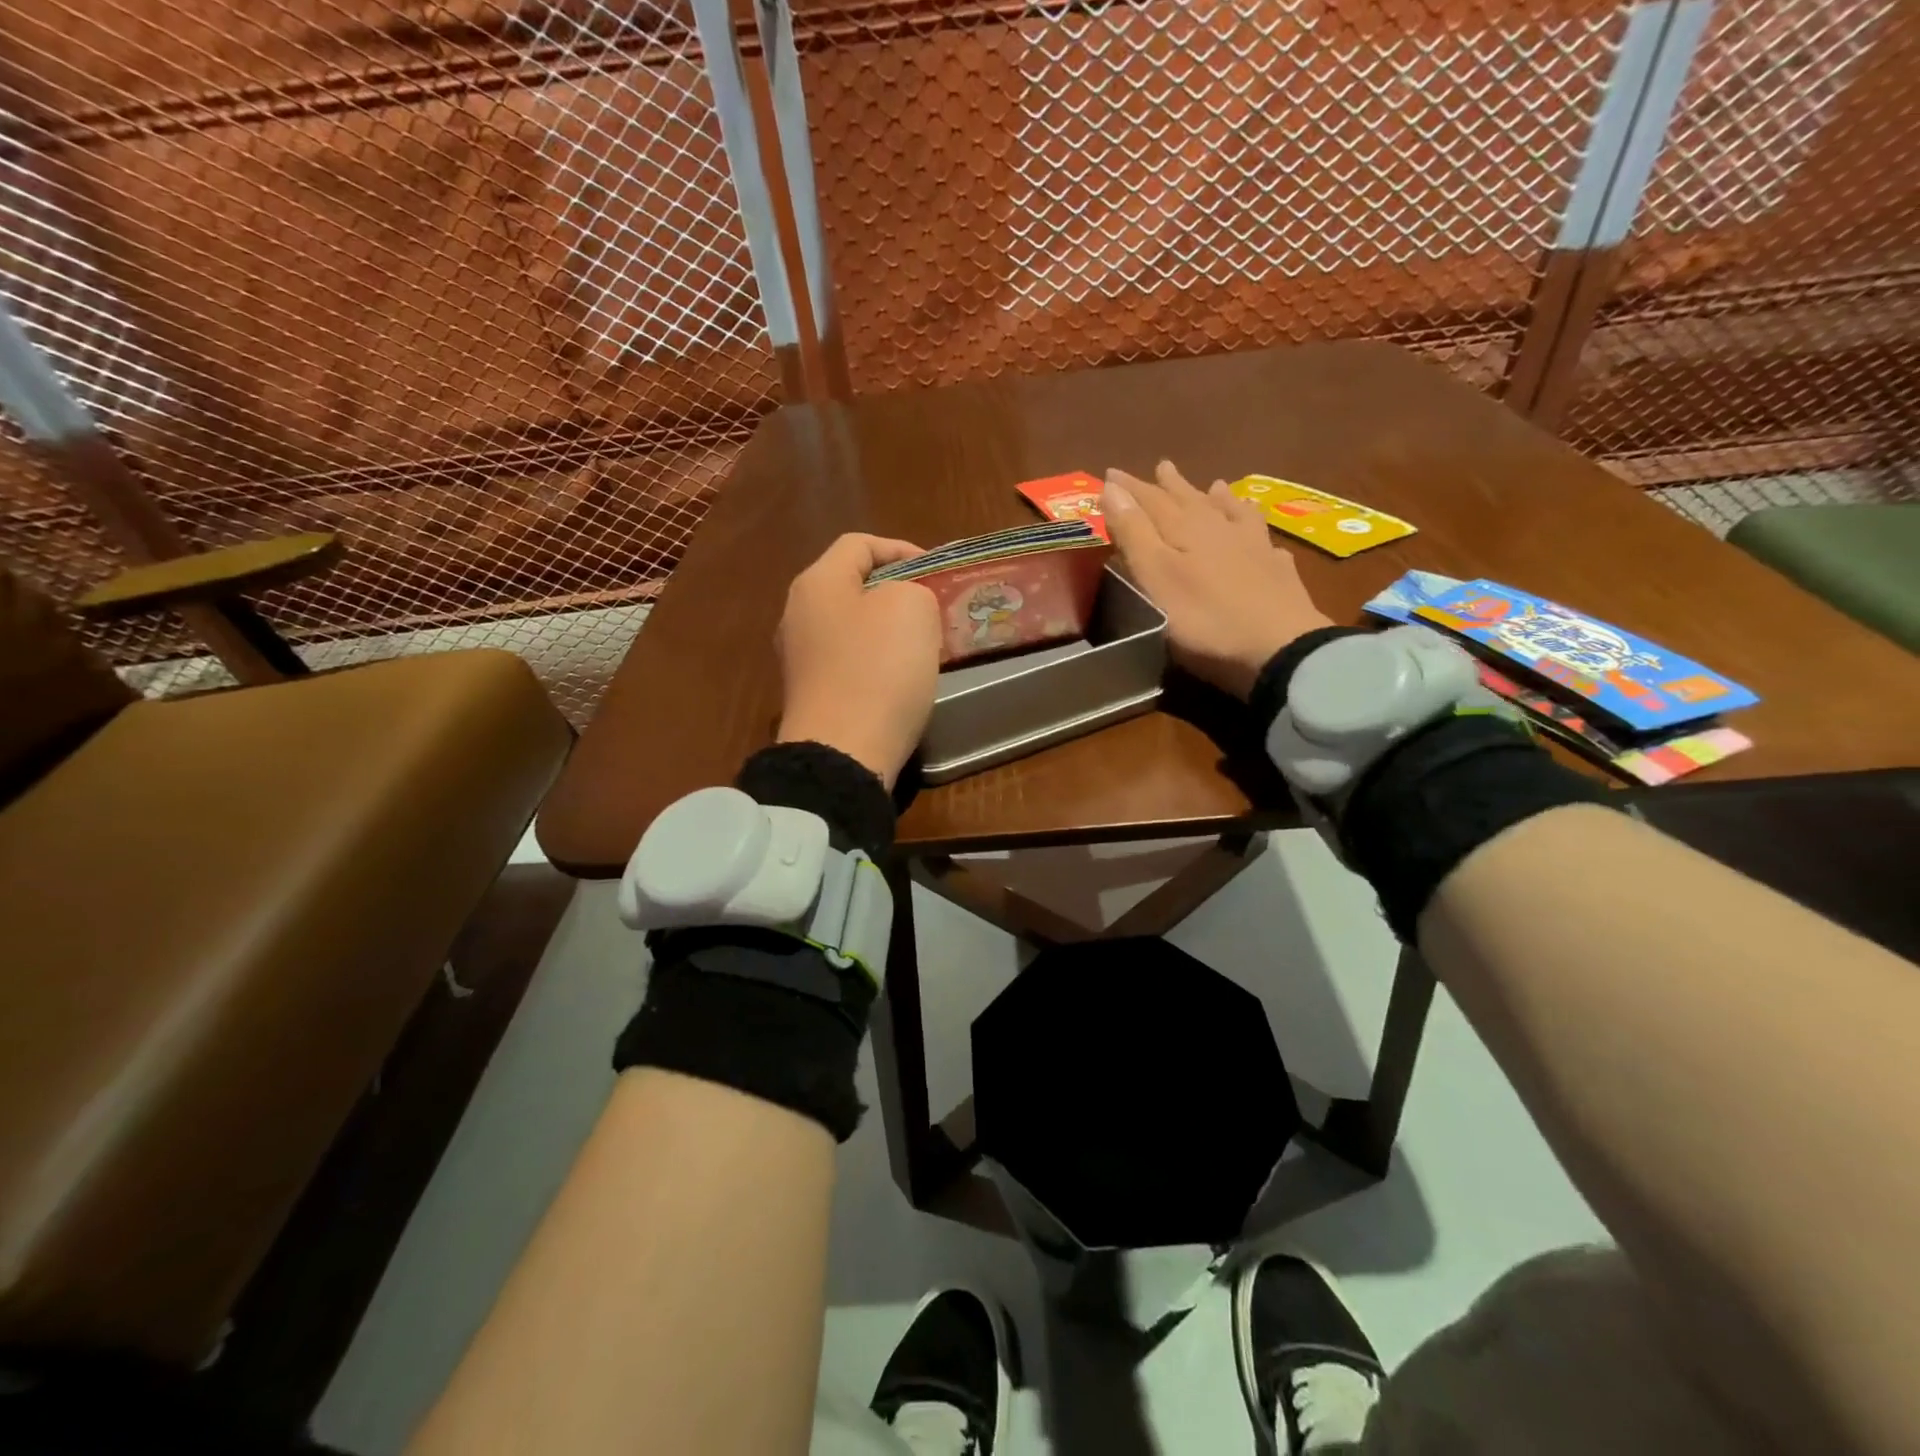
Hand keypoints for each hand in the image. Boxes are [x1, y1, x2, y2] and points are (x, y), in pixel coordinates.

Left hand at [776, 533, 941, 788]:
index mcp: (816, 582)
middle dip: (895, 591)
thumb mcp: (913, 608)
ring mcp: (800, 658)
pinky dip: (875, 661)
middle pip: (851, 586)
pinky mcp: (811, 694)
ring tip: (922, 643)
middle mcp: (798, 614)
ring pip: (851, 626)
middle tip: (932, 607)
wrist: (843, 752)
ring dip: (887, 629)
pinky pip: (848, 662)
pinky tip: (900, 679)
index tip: (935, 573)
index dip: (901, 549)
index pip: (859, 544)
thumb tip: (901, 606)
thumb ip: (912, 589)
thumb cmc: (879, 669)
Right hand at [1103, 460, 1333, 698]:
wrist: (1279, 648)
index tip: (1111, 471)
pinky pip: (1264, 541)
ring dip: (1220, 499)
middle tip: (1163, 466)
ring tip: (1215, 486)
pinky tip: (1262, 536)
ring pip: (1233, 514)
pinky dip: (1256, 531)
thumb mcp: (1156, 576)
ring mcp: (1255, 548)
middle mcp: (1221, 529)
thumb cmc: (1203, 618)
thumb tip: (1112, 486)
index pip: (1151, 500)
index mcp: (1186, 529)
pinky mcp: (1278, 573)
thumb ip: (1134, 533)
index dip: (1130, 488)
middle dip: (1173, 485)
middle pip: (1192, 501)